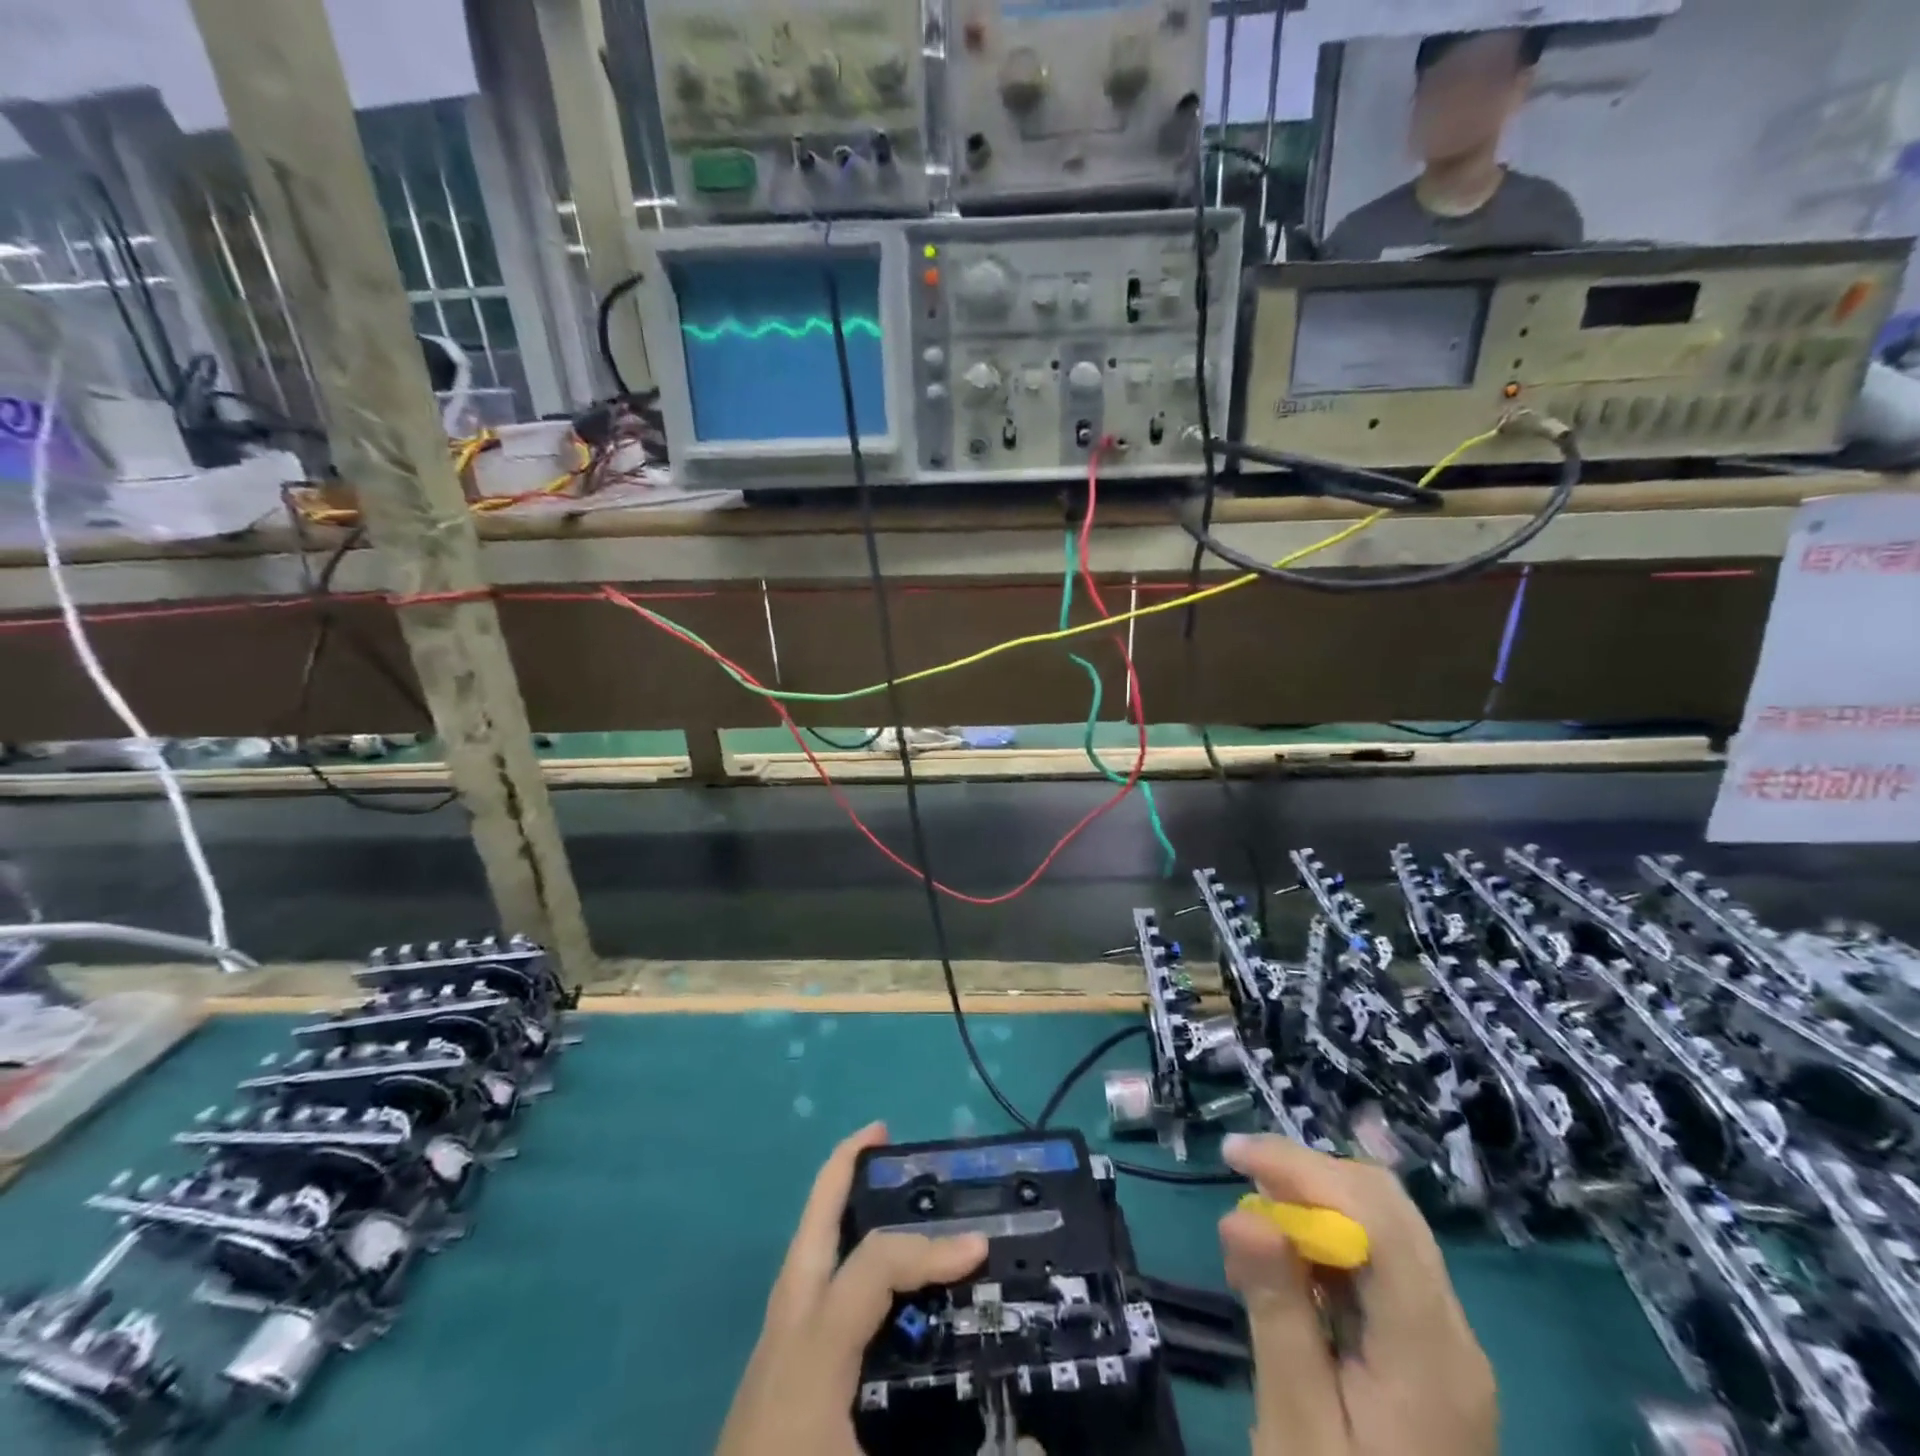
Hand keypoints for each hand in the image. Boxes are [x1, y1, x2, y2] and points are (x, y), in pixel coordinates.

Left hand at [717, 1122, 988, 1455]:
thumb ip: (961, 1455)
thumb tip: (1037, 1448)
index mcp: (815, 1345)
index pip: (877, 1265)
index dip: (931, 1248)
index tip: (980, 1247)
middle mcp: (789, 1327)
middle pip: (812, 1223)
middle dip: (843, 1168)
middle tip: (882, 1133)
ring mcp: (773, 1346)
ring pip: (804, 1248)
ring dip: (836, 1204)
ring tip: (873, 1182)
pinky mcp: (772, 1371)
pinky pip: (806, 1282)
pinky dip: (833, 1249)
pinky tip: (859, 1270)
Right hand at [1218, 1133, 1496, 1455]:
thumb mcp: (1297, 1427)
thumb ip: (1277, 1313)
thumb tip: (1243, 1212)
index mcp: (1431, 1354)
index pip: (1378, 1218)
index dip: (1304, 1169)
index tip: (1233, 1156)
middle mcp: (1455, 1335)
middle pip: (1389, 1209)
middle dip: (1309, 1177)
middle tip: (1243, 1181)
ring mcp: (1449, 1346)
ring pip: (1387, 1228)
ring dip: (1318, 1206)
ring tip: (1256, 1230)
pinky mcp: (1433, 1357)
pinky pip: (1384, 1265)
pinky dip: (1331, 1243)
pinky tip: (1290, 1271)